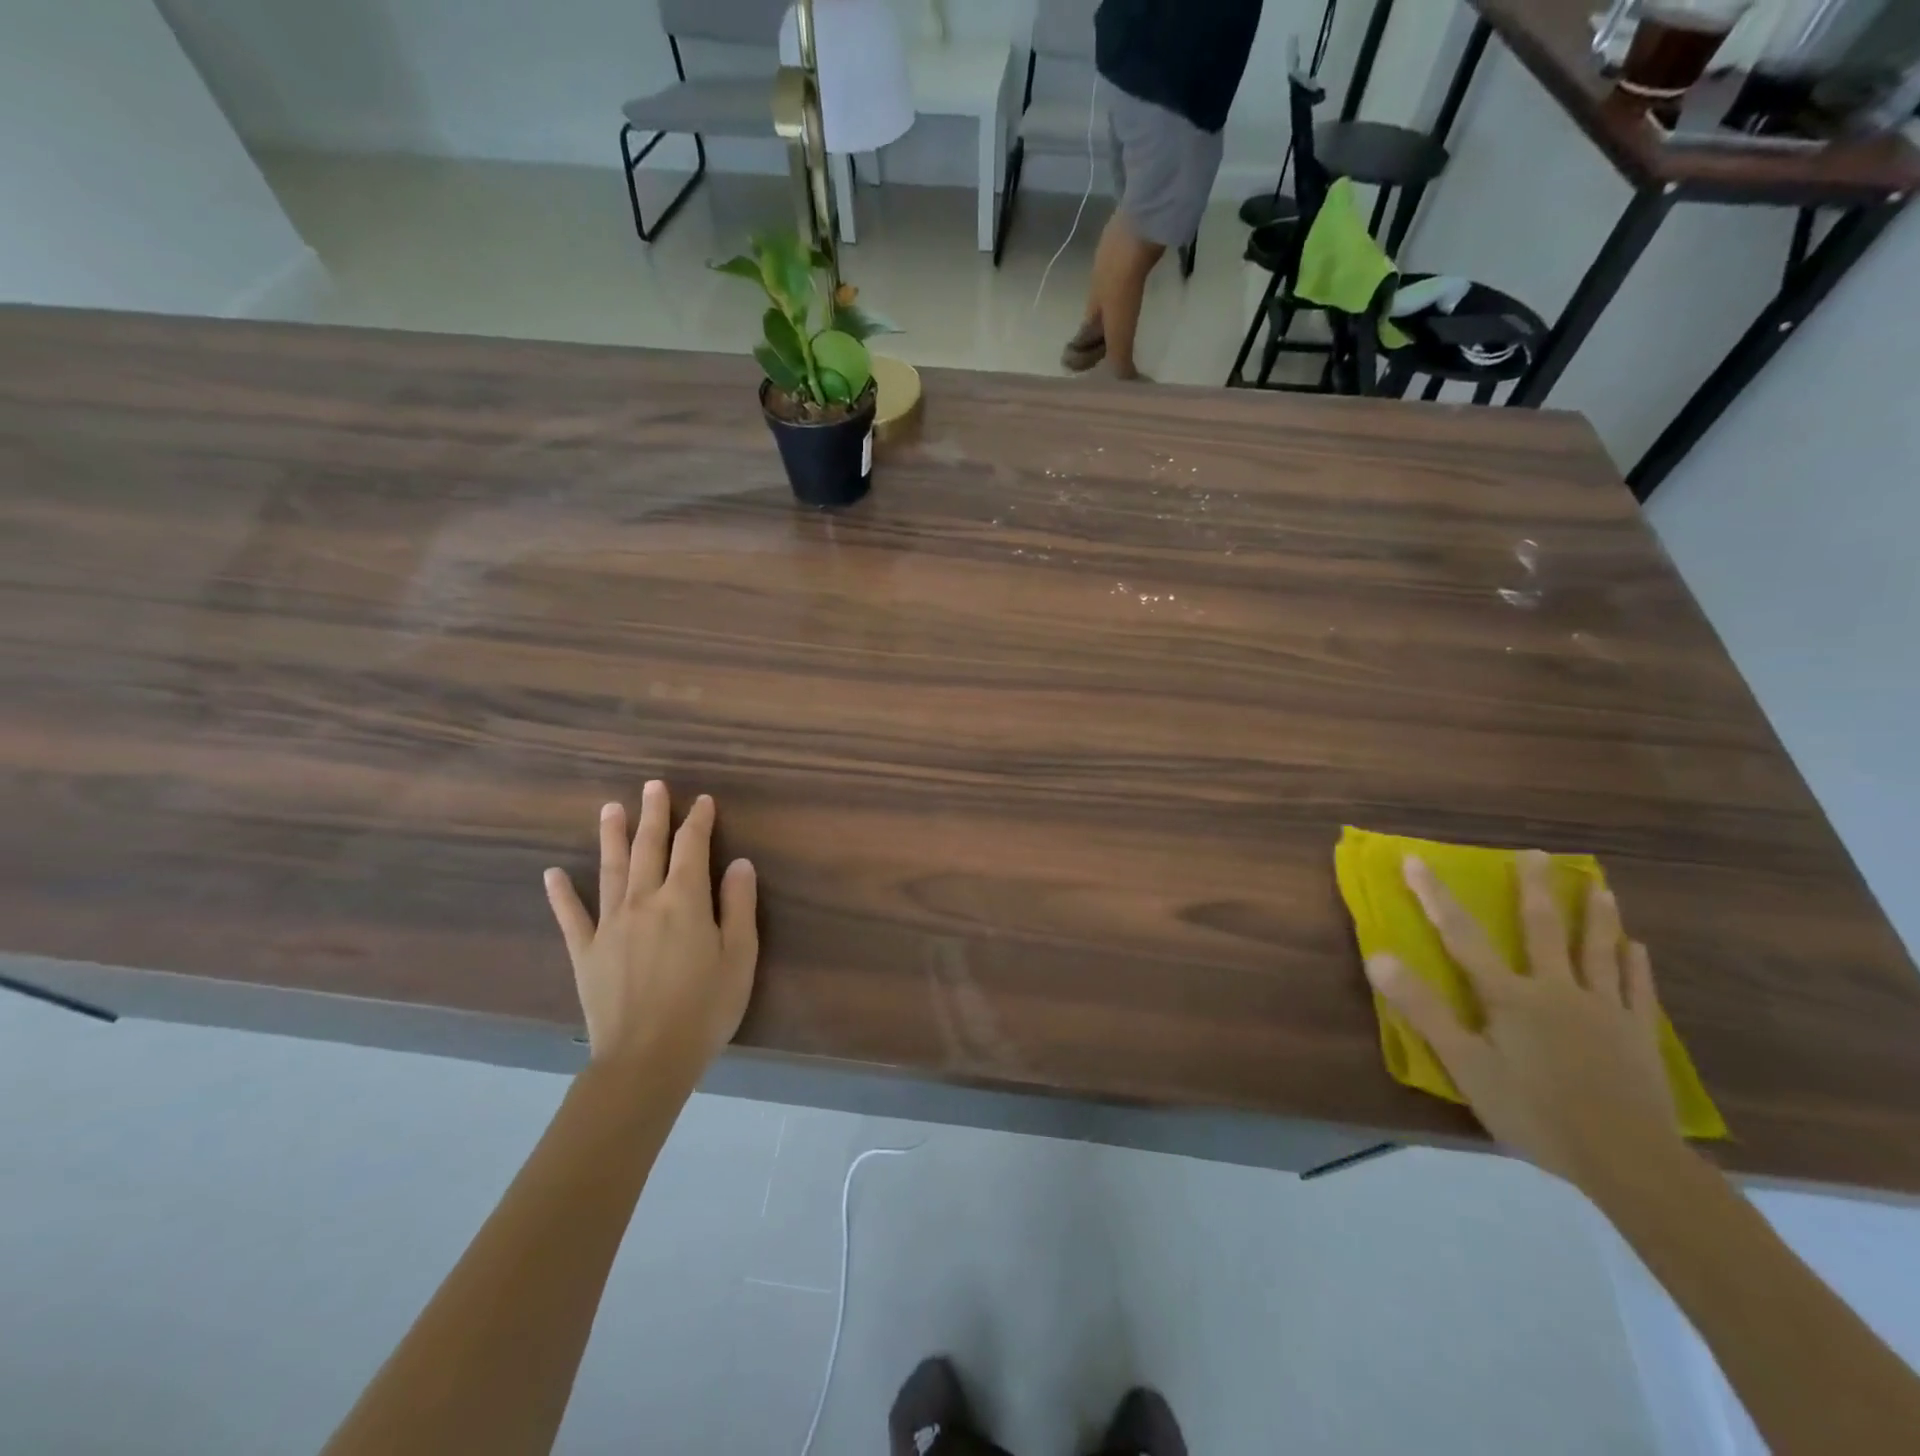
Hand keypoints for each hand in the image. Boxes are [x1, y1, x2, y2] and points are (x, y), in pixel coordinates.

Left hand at [543, 782, 757, 1081]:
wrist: (646, 1059)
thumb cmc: (705, 1008)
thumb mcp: (740, 956)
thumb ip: (739, 905)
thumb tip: (739, 862)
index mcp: (684, 900)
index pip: (693, 847)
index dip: (698, 821)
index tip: (703, 801)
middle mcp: (644, 901)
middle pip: (648, 848)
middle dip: (654, 814)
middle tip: (653, 785)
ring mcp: (609, 925)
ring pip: (610, 869)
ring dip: (612, 836)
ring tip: (611, 808)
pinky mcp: (586, 952)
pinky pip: (571, 916)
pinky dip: (562, 894)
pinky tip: (553, 873)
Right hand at [1365, 849, 1681, 1192]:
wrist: (1629, 1161)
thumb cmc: (1534, 1111)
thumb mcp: (1465, 1064)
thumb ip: (1423, 1009)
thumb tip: (1378, 957)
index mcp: (1509, 995)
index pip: (1461, 935)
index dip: (1434, 895)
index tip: (1415, 859)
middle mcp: (1556, 989)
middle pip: (1542, 929)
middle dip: (1535, 889)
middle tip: (1536, 854)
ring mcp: (1603, 1009)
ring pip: (1598, 951)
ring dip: (1595, 915)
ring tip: (1598, 886)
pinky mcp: (1637, 1035)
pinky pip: (1636, 989)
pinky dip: (1634, 964)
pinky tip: (1637, 947)